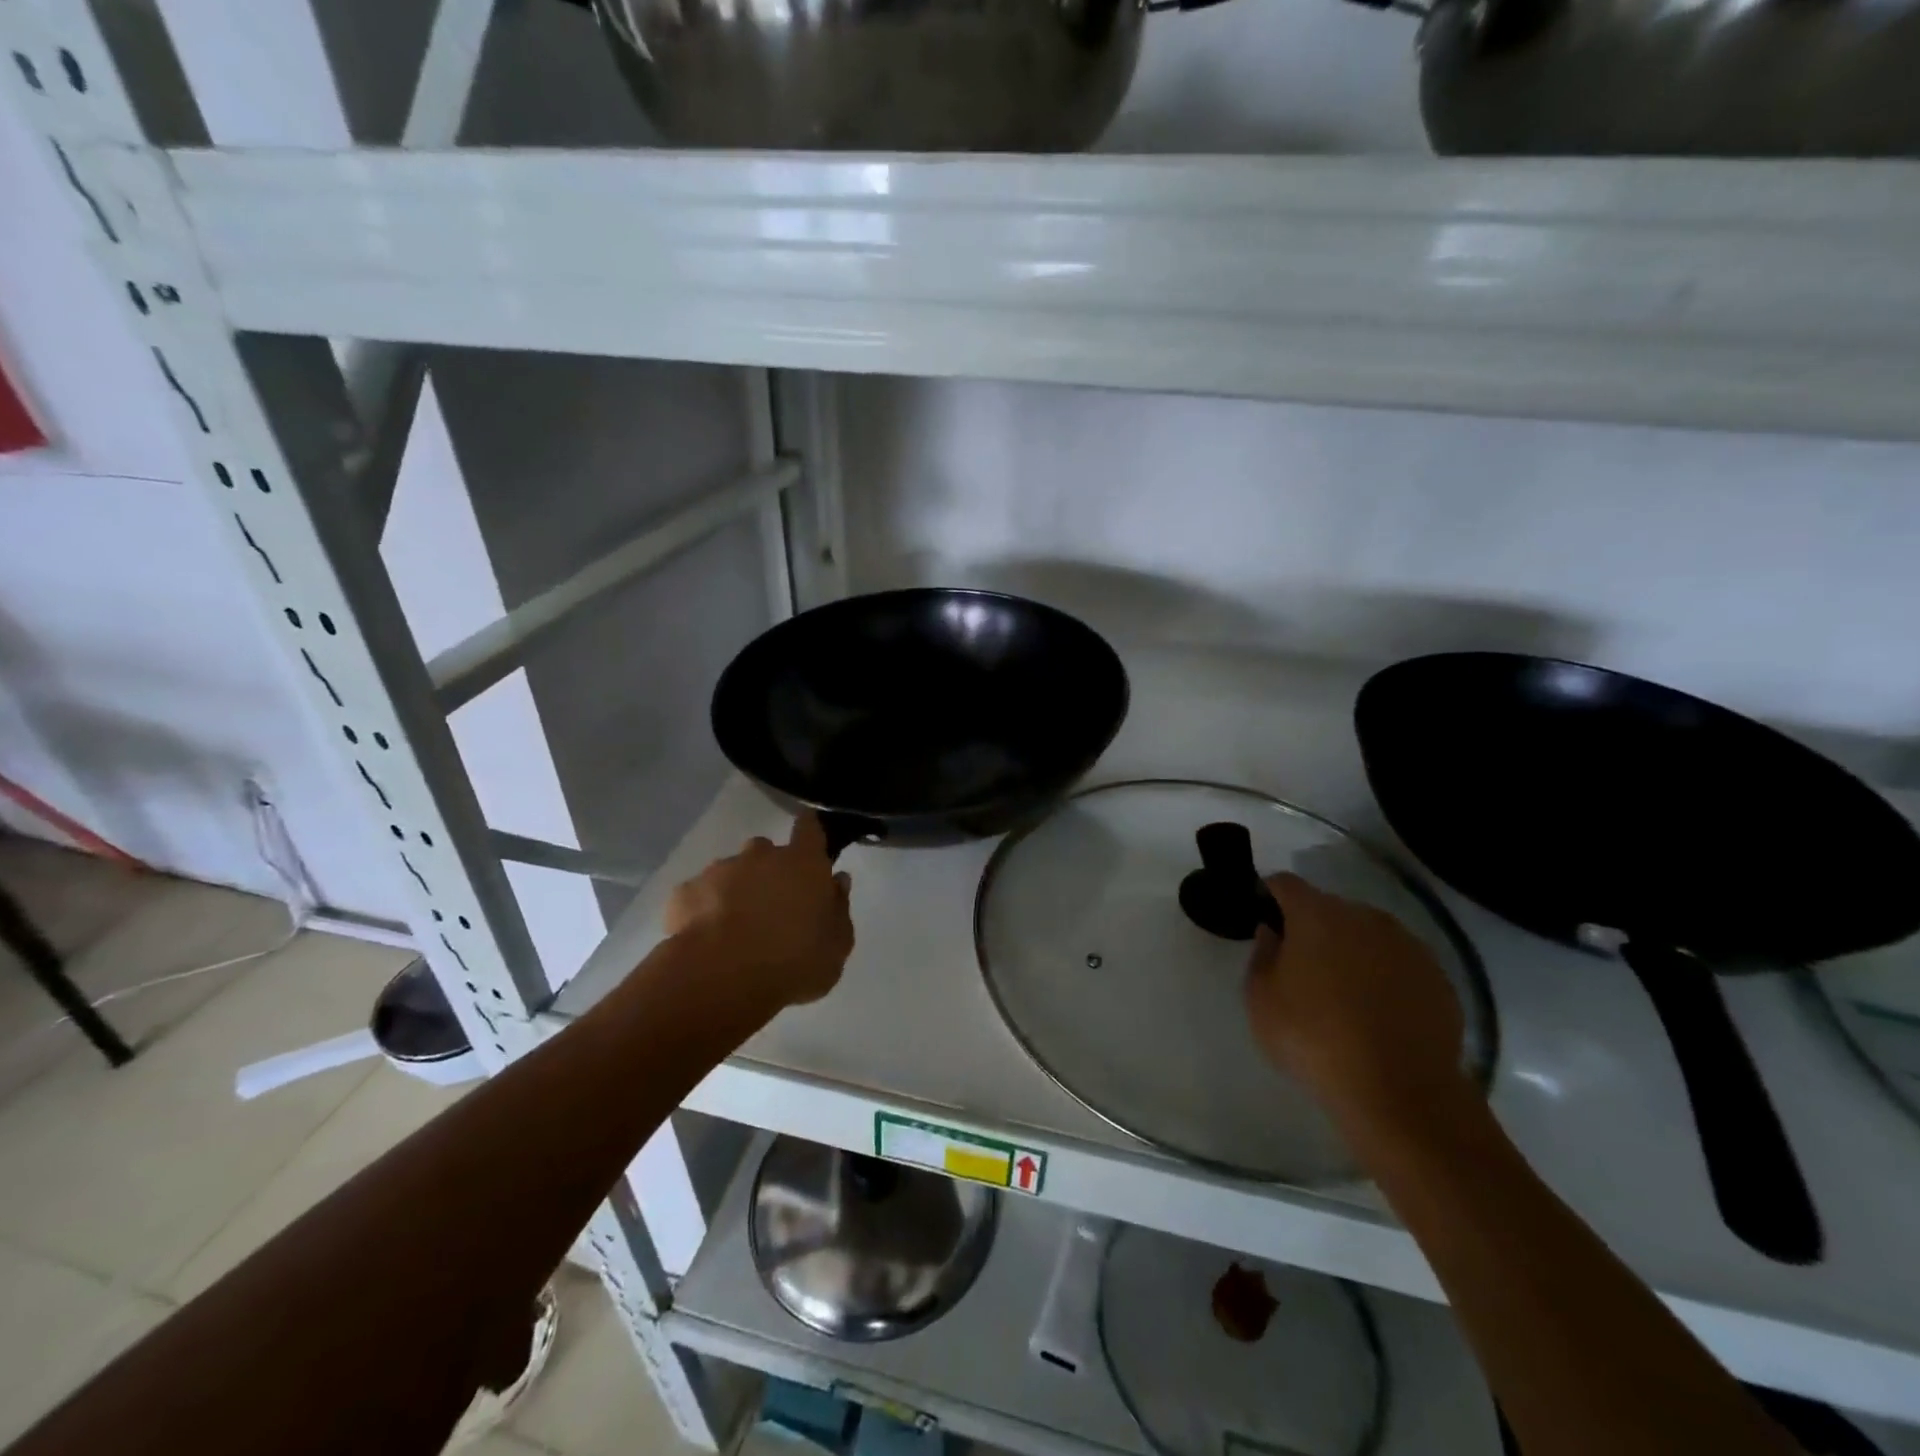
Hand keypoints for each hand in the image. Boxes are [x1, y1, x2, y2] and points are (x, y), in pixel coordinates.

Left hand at [665, 814, 853, 1008]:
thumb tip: (837, 881)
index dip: (809, 828)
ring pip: (732, 871)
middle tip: (773, 905)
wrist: (722, 979)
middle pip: (767, 851)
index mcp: (804, 864)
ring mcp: (720, 871)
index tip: (809, 837)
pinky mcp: (685, 892)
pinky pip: (700, 894)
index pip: (809, 827)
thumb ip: (839, 909)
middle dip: (770, 870)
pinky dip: (705, 908)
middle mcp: (761, 856)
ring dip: (737, 889)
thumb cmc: (793, 962)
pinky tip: (707, 938)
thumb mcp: (836, 947)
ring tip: (736, 927)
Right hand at [1245, 873, 1469, 1132]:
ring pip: (1367, 935)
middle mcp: (1364, 917)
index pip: (1285, 883)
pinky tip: (1377, 1013)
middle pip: (1329, 908)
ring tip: (1342, 993)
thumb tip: (1273, 933)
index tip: (1262, 919)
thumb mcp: (1260, 999)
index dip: (1269, 896)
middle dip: (1312, 927)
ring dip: (1351, 950)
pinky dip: (1384, 977)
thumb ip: (1262, 954)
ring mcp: (1407, 945)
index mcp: (1316, 914)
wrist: (1399, 1093)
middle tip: (1301, 966)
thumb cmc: (1313, 1039)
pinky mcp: (1437, 978)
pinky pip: (1398, 964)